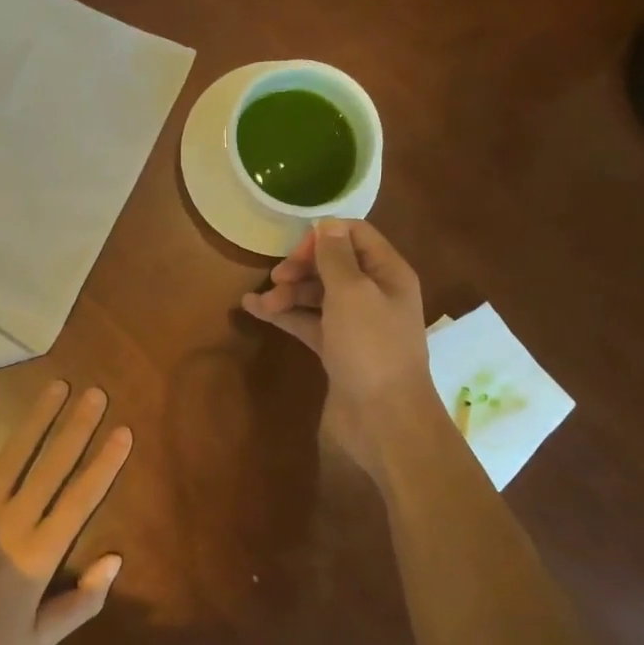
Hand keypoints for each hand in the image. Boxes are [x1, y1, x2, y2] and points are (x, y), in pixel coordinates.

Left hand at [0, 380, 130, 644]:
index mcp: (41, 551)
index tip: (123, 431)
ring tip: (59, 386)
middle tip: (96, 393)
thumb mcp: (36, 642)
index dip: (105, 463)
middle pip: (54, 464)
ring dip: (39, 416)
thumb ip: (80, 604)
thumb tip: (115, 561)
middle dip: (78, 426)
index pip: (82, 498)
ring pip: (17, 451)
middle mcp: (16, 516)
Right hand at [241, 218, 432, 476]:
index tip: (295, 252)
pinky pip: (309, 322)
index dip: (323, 237)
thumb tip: (327, 224)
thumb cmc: (371, 348)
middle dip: (301, 267)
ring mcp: (356, 324)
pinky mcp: (338, 350)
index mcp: (388, 273)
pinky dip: (285, 315)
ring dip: (288, 293)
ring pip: (318, 295)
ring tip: (259, 302)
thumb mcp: (352, 293)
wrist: (383, 420)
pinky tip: (255, 310)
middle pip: (334, 264)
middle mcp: (375, 294)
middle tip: (276, 278)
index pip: (356, 235)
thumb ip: (336, 256)